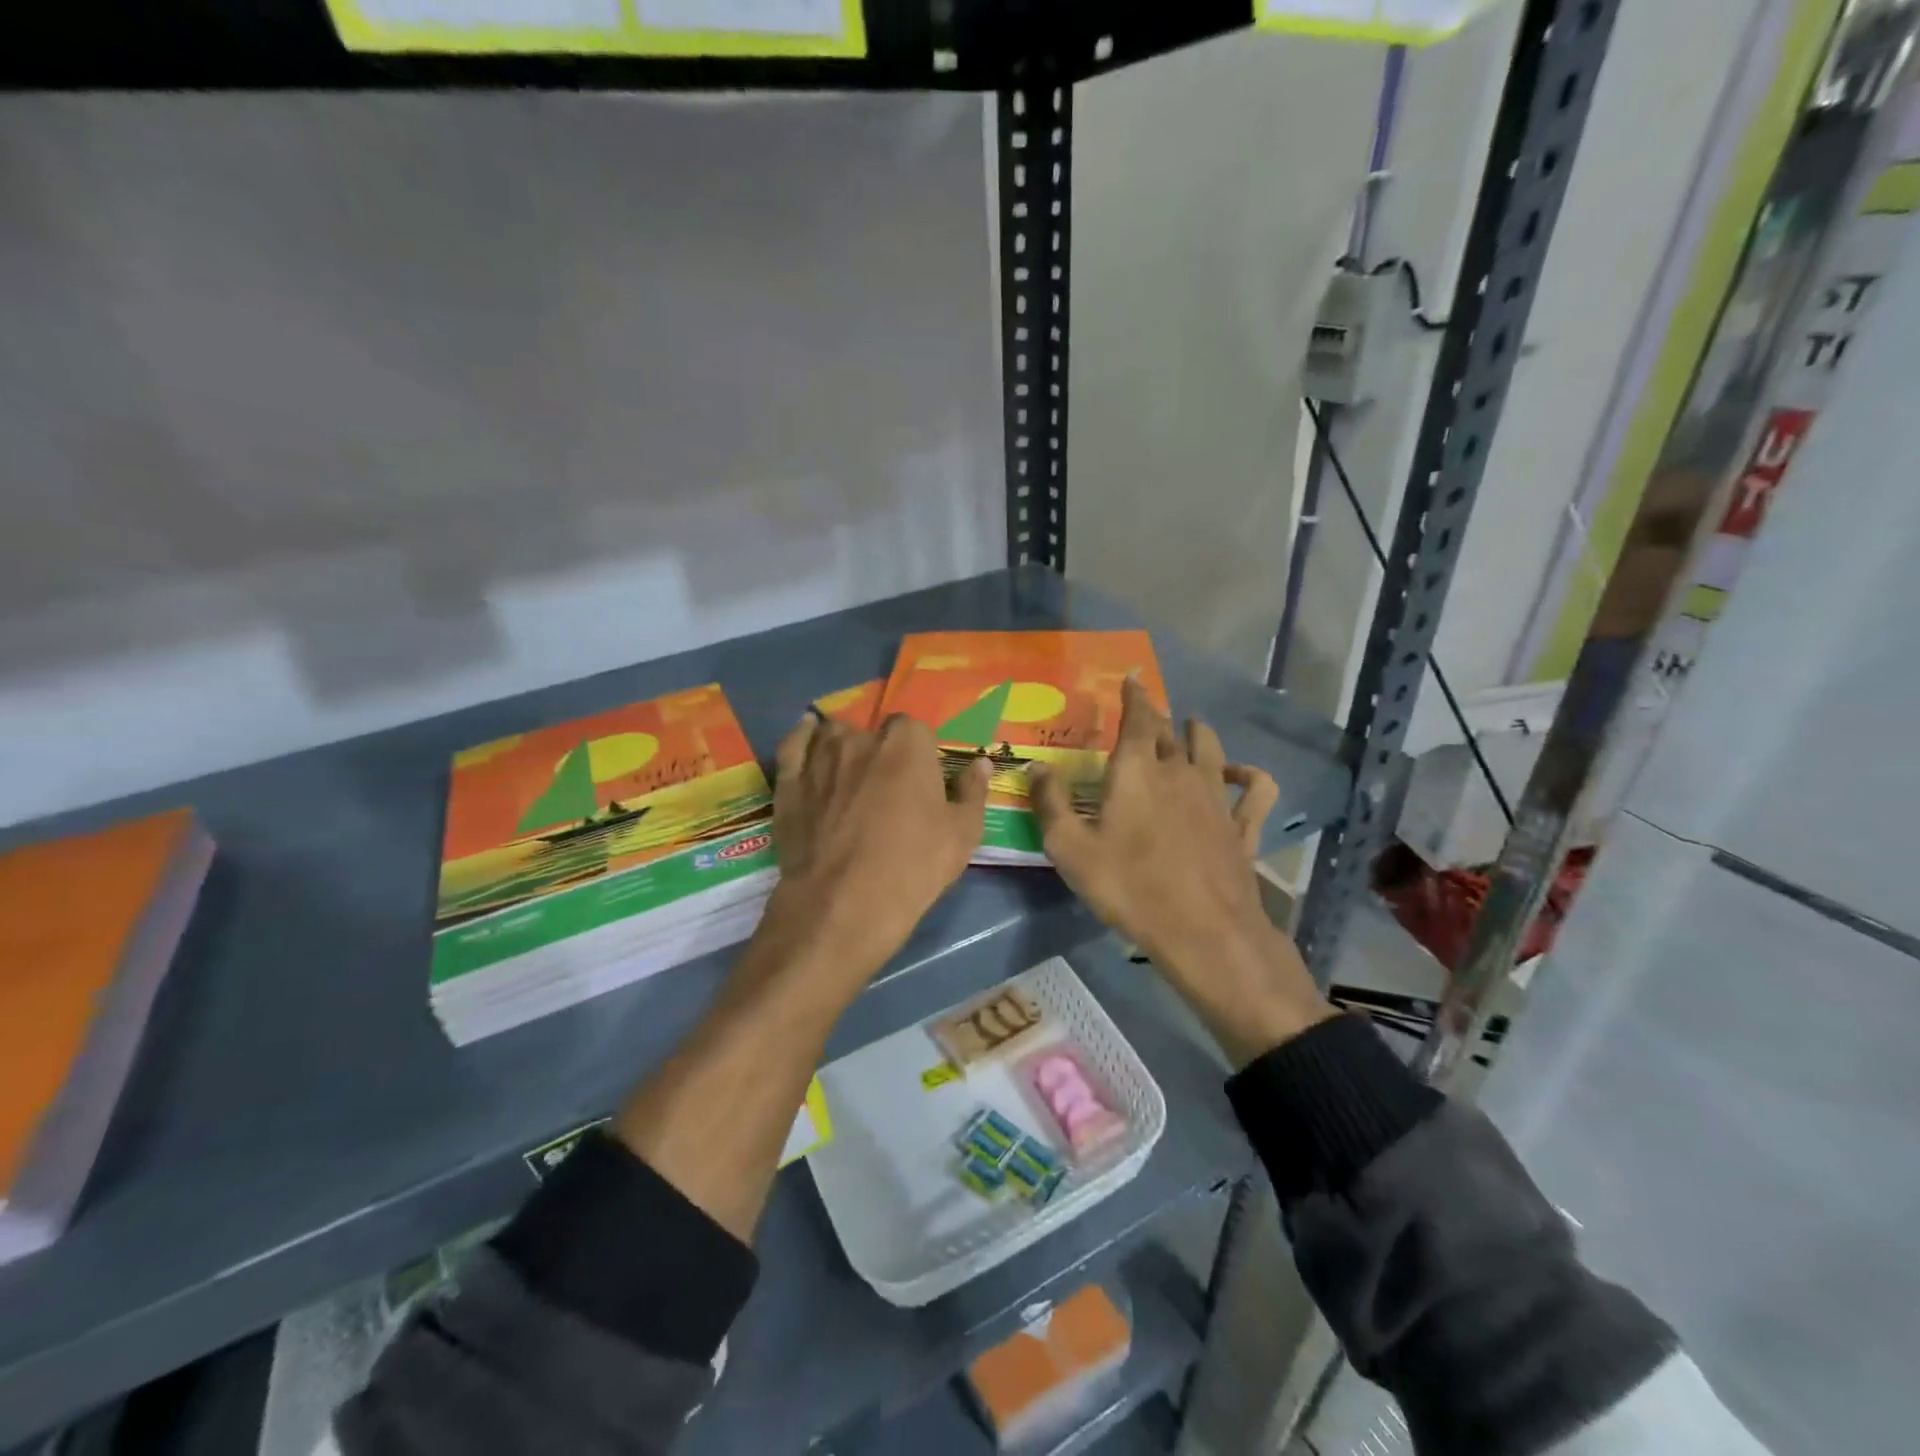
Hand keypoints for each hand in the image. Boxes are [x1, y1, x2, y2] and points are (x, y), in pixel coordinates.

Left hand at [763, 712, 990, 984]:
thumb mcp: (962, 834)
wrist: (843, 904)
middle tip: (886, 787)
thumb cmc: (913, 867)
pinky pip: (794, 745)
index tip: (920, 780)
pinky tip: (808, 733)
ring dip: (844, 745)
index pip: (914, 729)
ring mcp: (820, 758)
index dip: (918, 753)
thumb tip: (981, 762)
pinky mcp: (789, 782)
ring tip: (850, 771)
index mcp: (907, 744)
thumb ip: (973, 792)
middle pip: (873, 731)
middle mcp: (861, 739)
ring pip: (834, 735)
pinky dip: (802, 737)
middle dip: (881, 750)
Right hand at [1030, 679, 1332, 1065]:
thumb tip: (1037, 767)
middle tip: (1145, 715)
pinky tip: (1240, 775)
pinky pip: (1254, 789)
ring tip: (1189, 729)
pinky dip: (1248, 775)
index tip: (1132, 678)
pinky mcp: (1241, 825)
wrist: (1202, 931)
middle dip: (1156, 719)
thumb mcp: (1070, 848)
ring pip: (1211, 748)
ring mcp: (1216, 796)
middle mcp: (1179, 770)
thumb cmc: (1128, 886)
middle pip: (1169, 732)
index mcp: (1137, 769)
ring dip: (1198, 734)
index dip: (1134, 695)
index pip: (1137, 717)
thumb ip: (1051, 803)